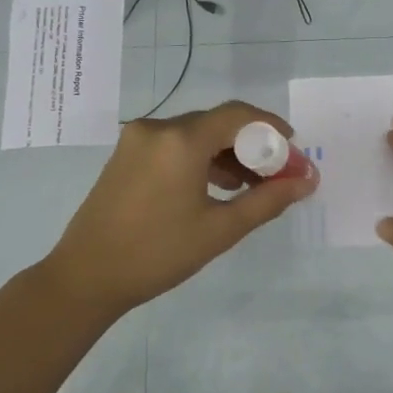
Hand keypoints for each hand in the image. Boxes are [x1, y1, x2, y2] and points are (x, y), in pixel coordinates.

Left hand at [44, 101, 317, 317]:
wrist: (86, 277)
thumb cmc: (158, 254)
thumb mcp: (220, 229)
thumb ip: (268, 200)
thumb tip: (307, 181)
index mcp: (181, 140)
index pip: (238, 115)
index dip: (272, 127)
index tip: (293, 150)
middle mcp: (157, 128)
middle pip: (217, 123)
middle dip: (252, 145)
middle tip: (277, 175)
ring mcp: (137, 140)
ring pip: (196, 134)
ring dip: (227, 153)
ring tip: (251, 186)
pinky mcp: (125, 155)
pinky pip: (174, 145)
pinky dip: (201, 159)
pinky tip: (216, 187)